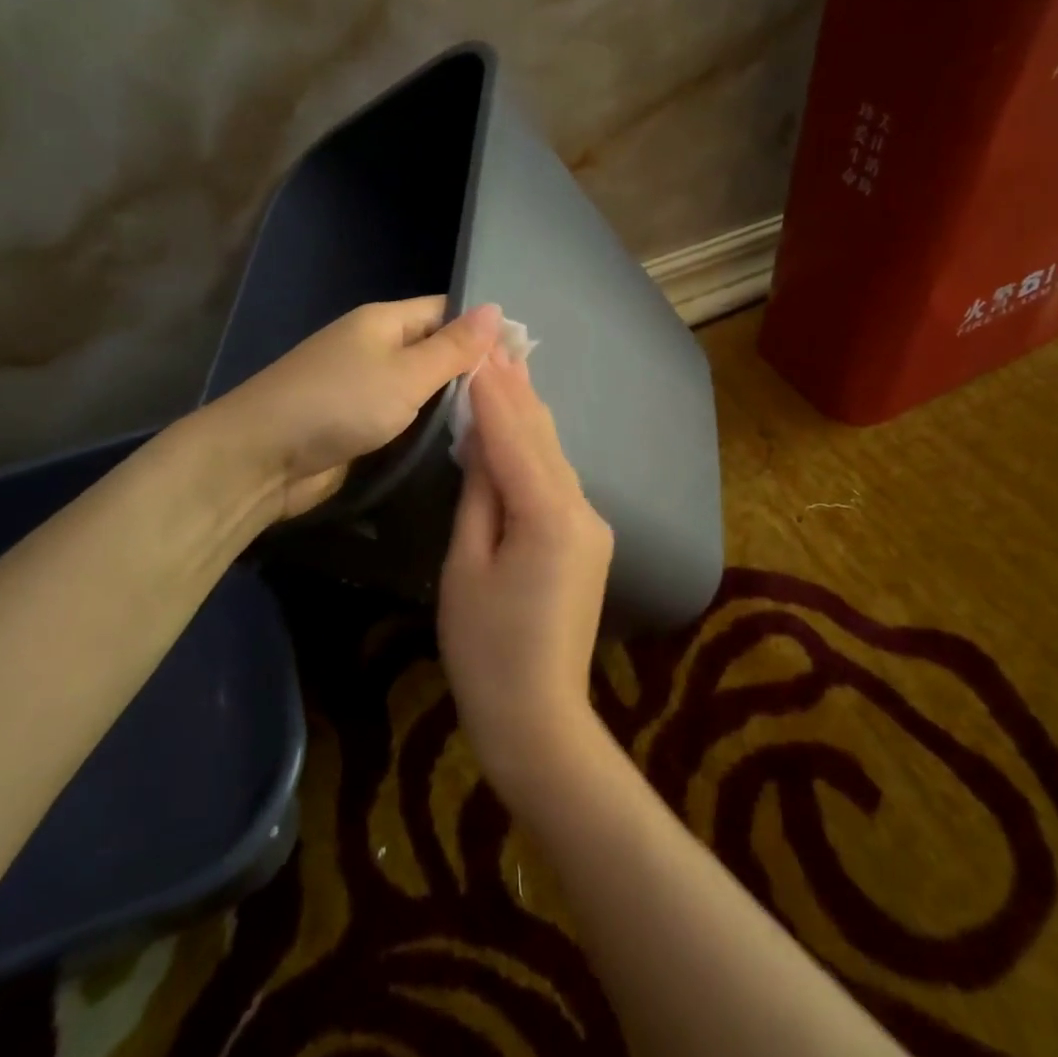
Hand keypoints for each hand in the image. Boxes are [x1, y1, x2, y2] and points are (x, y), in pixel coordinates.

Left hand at [219, 298, 501, 521]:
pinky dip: (427, 423)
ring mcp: (363, 385)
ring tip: (503, 418)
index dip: (483, 328)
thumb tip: (497, 309)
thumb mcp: (406, 374)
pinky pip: (403, 414)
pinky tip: (460, 438)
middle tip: (520, 395)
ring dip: (452, 400)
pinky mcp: (357, 421)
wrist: (260, 458)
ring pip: (420, 385)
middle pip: (434, 348)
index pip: (446, 311)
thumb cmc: (338, 405)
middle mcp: (375, 346)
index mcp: (384, 321)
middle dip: (472, 368)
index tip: (524, 357)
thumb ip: (453, 347)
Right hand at [439, 347, 614, 803]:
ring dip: (529, 414)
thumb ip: (479, 497)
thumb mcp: (465, 567)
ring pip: (555, 456)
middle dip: (518, 390)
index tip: (478, 349)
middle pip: (544, 437)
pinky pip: (559, 481)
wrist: (538, 715)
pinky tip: (524, 427)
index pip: (515, 437)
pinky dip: (537, 449)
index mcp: (548, 515)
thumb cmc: (485, 649)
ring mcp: (592, 525)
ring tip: (510, 368)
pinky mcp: (589, 540)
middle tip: (499, 341)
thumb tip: (482, 443)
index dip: (494, 392)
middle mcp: (582, 509)